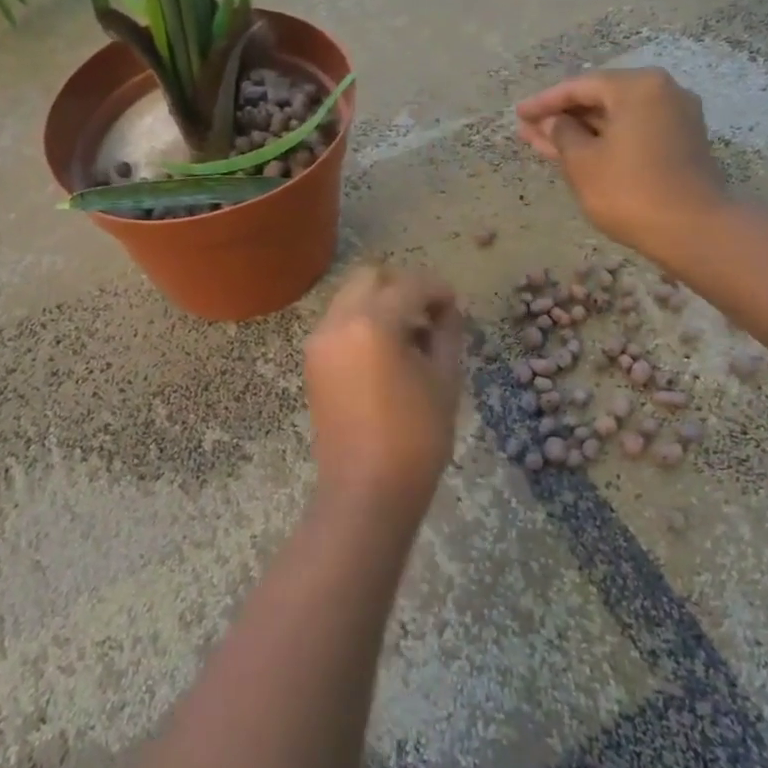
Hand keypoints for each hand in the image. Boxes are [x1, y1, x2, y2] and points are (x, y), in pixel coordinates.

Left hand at [304, 265, 465, 520]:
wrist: (366, 491)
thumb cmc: (416, 438)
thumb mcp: (444, 379)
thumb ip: (447, 332)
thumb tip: (446, 309)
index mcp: (372, 323)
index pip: (410, 285)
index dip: (437, 290)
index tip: (454, 306)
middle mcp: (338, 322)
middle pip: (370, 277)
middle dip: (402, 286)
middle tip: (429, 314)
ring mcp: (319, 341)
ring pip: (350, 296)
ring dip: (380, 302)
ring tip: (409, 335)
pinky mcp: (312, 360)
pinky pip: (339, 321)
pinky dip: (362, 321)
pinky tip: (386, 351)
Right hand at [515, 68, 725, 254]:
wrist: (694, 230)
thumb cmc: (630, 190)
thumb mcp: (583, 162)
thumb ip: (561, 134)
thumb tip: (552, 122)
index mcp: (638, 86)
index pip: (580, 86)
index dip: (545, 102)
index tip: (518, 114)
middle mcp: (663, 92)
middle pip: (601, 99)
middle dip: (562, 116)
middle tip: (527, 129)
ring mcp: (677, 117)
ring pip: (616, 118)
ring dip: (580, 131)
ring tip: (542, 143)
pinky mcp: (682, 143)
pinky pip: (634, 132)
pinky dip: (605, 141)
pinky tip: (577, 153)